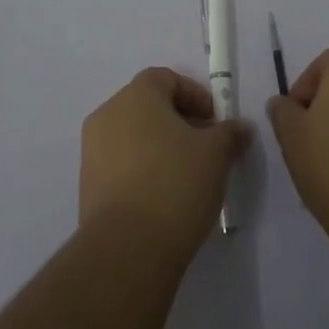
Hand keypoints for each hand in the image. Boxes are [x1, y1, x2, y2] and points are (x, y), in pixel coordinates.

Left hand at [80, 68, 251, 262]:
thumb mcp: (216, 155)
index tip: (215, 121)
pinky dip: (143, 170)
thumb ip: (230, 134)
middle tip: (206, 147)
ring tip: (187, 175)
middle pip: (148, 105)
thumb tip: (240, 128)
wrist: (127, 249)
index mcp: (136, 95)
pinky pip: (121, 164)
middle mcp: (109, 114)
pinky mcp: (88, 185)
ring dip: (161, 147)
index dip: (195, 95)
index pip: (166, 78)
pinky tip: (164, 197)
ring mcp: (93, 150)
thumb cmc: (175, 184)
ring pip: (134, 136)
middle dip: (179, 121)